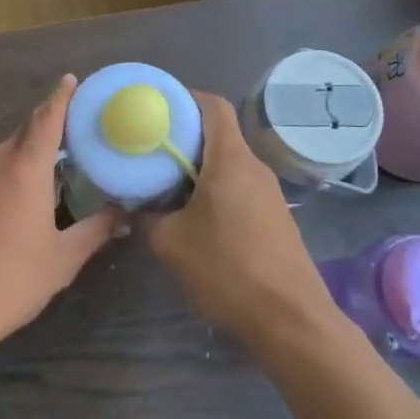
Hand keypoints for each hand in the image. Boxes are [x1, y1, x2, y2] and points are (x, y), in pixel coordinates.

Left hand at [0, 76, 117, 364]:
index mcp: (24, 167)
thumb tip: (122, 214)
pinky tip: (14, 210)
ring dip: (26, 160)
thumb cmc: (9, 281)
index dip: (61, 96)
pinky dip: (5, 180)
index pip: (47, 117)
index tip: (72, 79)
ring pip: (4, 156)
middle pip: (25, 134)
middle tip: (76, 141)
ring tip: (50, 180)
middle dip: (48, 131)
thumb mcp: (62, 259)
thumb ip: (95, 230)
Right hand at [146, 93, 336, 346]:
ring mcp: (268, 192)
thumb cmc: (228, 271)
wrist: (291, 320)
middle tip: (147, 147)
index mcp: (230, 159)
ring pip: (227, 162)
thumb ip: (144, 218)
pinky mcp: (274, 217)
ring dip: (197, 165)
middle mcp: (253, 167)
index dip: (184, 98)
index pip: (213, 105)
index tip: (155, 108)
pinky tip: (192, 214)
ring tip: (163, 181)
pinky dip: (213, 187)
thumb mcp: (171, 244)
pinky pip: (238, 186)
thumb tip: (127, 205)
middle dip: (182, 135)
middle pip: (218, 133)